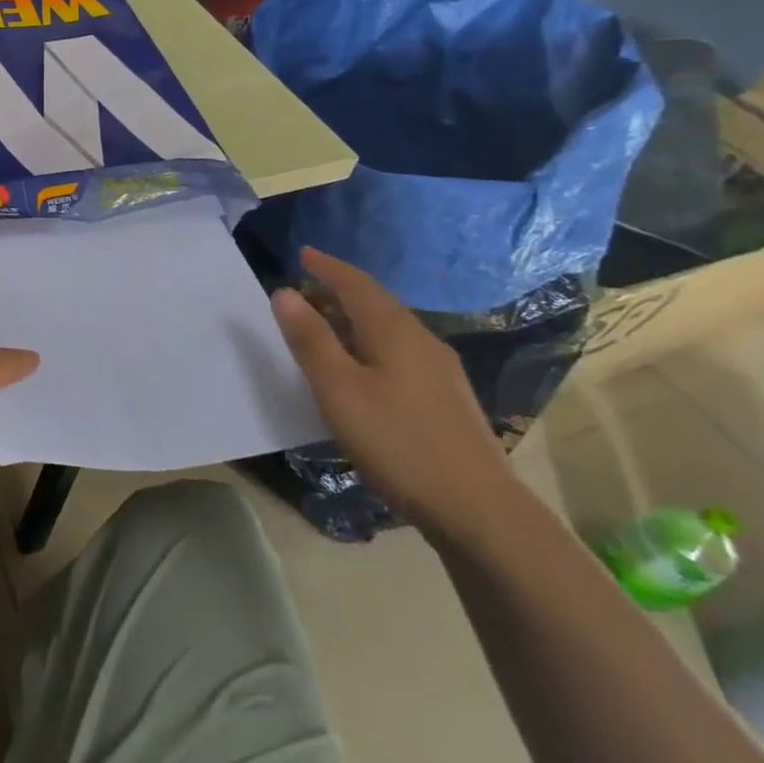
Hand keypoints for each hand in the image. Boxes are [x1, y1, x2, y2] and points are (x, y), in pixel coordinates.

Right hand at [271, 247, 520, 537]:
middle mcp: (421, 340)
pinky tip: (364, 369)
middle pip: (376, 303)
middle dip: (340, 290)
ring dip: (355, 319)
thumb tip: (284, 292)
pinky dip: (372, 344)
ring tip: (328, 325)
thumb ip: (310, 340)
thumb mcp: (339, 390)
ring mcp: (440, 370)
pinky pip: (401, 352)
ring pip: (390, 329)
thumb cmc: (398, 442)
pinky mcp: (448, 399)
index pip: (356, 284)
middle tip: (307, 288)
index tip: (303, 252)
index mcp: (393, 330)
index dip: (327, 267)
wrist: (479, 510)